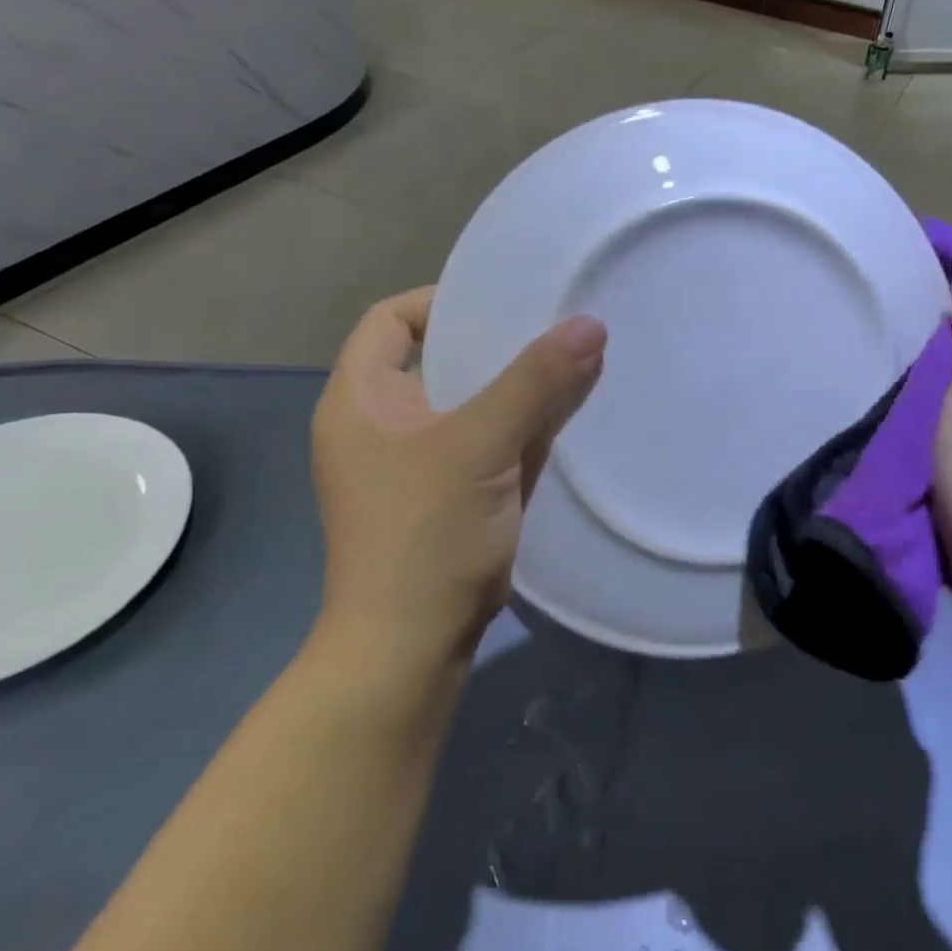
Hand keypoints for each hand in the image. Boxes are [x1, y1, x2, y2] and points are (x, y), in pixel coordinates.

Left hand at [309, 287, 605, 671]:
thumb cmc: (424, 534)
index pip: (392, 320)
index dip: (443, 301)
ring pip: (474, 402)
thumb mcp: (480, 446)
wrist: (411, 649)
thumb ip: (536, 381)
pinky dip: (525, 426)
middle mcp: (384, 423)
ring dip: (519, 386)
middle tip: (555, 325)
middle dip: (499, 343)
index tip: (504, 302)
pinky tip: (569, 412)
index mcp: (361, 399)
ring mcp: (418, 462)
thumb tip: (590, 324)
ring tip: (574, 360)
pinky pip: (490, 441)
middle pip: (441, 358)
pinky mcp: (451, 494)